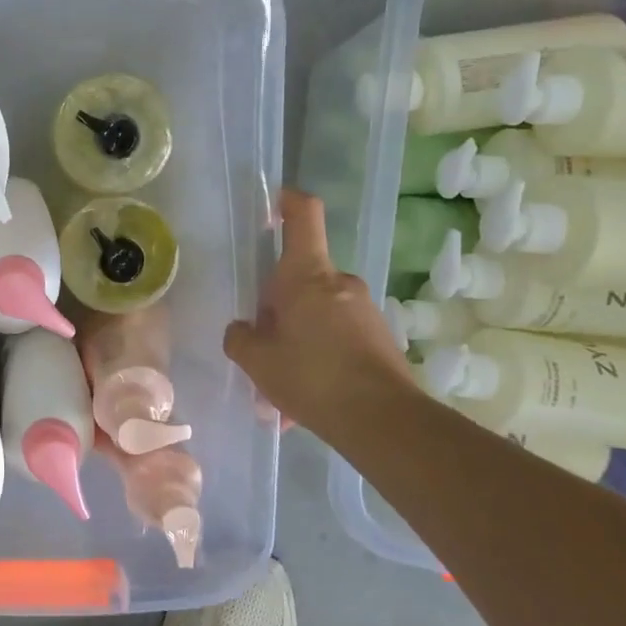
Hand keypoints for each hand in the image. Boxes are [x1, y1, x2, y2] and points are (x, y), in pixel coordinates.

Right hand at [223, 189, 415, 440]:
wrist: (384, 423)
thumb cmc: (311, 377)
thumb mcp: (256, 360)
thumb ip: (240, 338)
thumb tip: (243, 329)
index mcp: (307, 275)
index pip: (303, 215)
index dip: (287, 202)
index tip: (272, 204)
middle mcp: (340, 283)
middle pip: (300, 278)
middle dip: (277, 308)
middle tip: (260, 347)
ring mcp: (365, 311)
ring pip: (316, 315)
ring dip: (296, 341)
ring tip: (279, 390)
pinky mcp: (380, 339)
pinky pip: (336, 339)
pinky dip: (318, 360)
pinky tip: (304, 402)